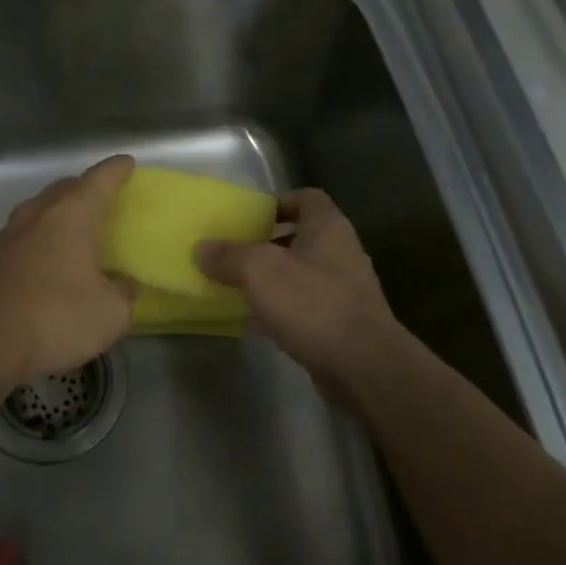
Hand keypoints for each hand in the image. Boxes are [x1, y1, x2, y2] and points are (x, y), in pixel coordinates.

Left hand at [0, 155, 135, 394]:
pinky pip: (24, 235)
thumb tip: (119, 283)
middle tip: (104, 197)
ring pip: (40, 209)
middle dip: (86, 188)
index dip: (117, 170)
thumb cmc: (54, 319)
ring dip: (59, 212)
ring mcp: (8, 234)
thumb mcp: (110, 314)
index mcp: (71, 215)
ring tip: (76, 227)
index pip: (100, 180)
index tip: (127, 163)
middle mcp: (37, 213)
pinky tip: (47, 258)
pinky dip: (41, 237)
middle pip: (66, 188)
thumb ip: (123, 292)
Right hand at [198, 189, 401, 406]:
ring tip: (237, 286)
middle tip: (234, 251)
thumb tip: (202, 249)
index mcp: (328, 228)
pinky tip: (255, 321)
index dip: (278, 201)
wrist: (363, 366)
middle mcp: (341, 253)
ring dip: (272, 279)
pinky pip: (304, 307)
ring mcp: (344, 291)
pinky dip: (281, 310)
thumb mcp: (260, 271)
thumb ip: (229, 256)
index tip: (249, 216)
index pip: (307, 198)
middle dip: (267, 243)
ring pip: (300, 274)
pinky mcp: (340, 324)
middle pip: (300, 237)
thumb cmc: (313, 304)